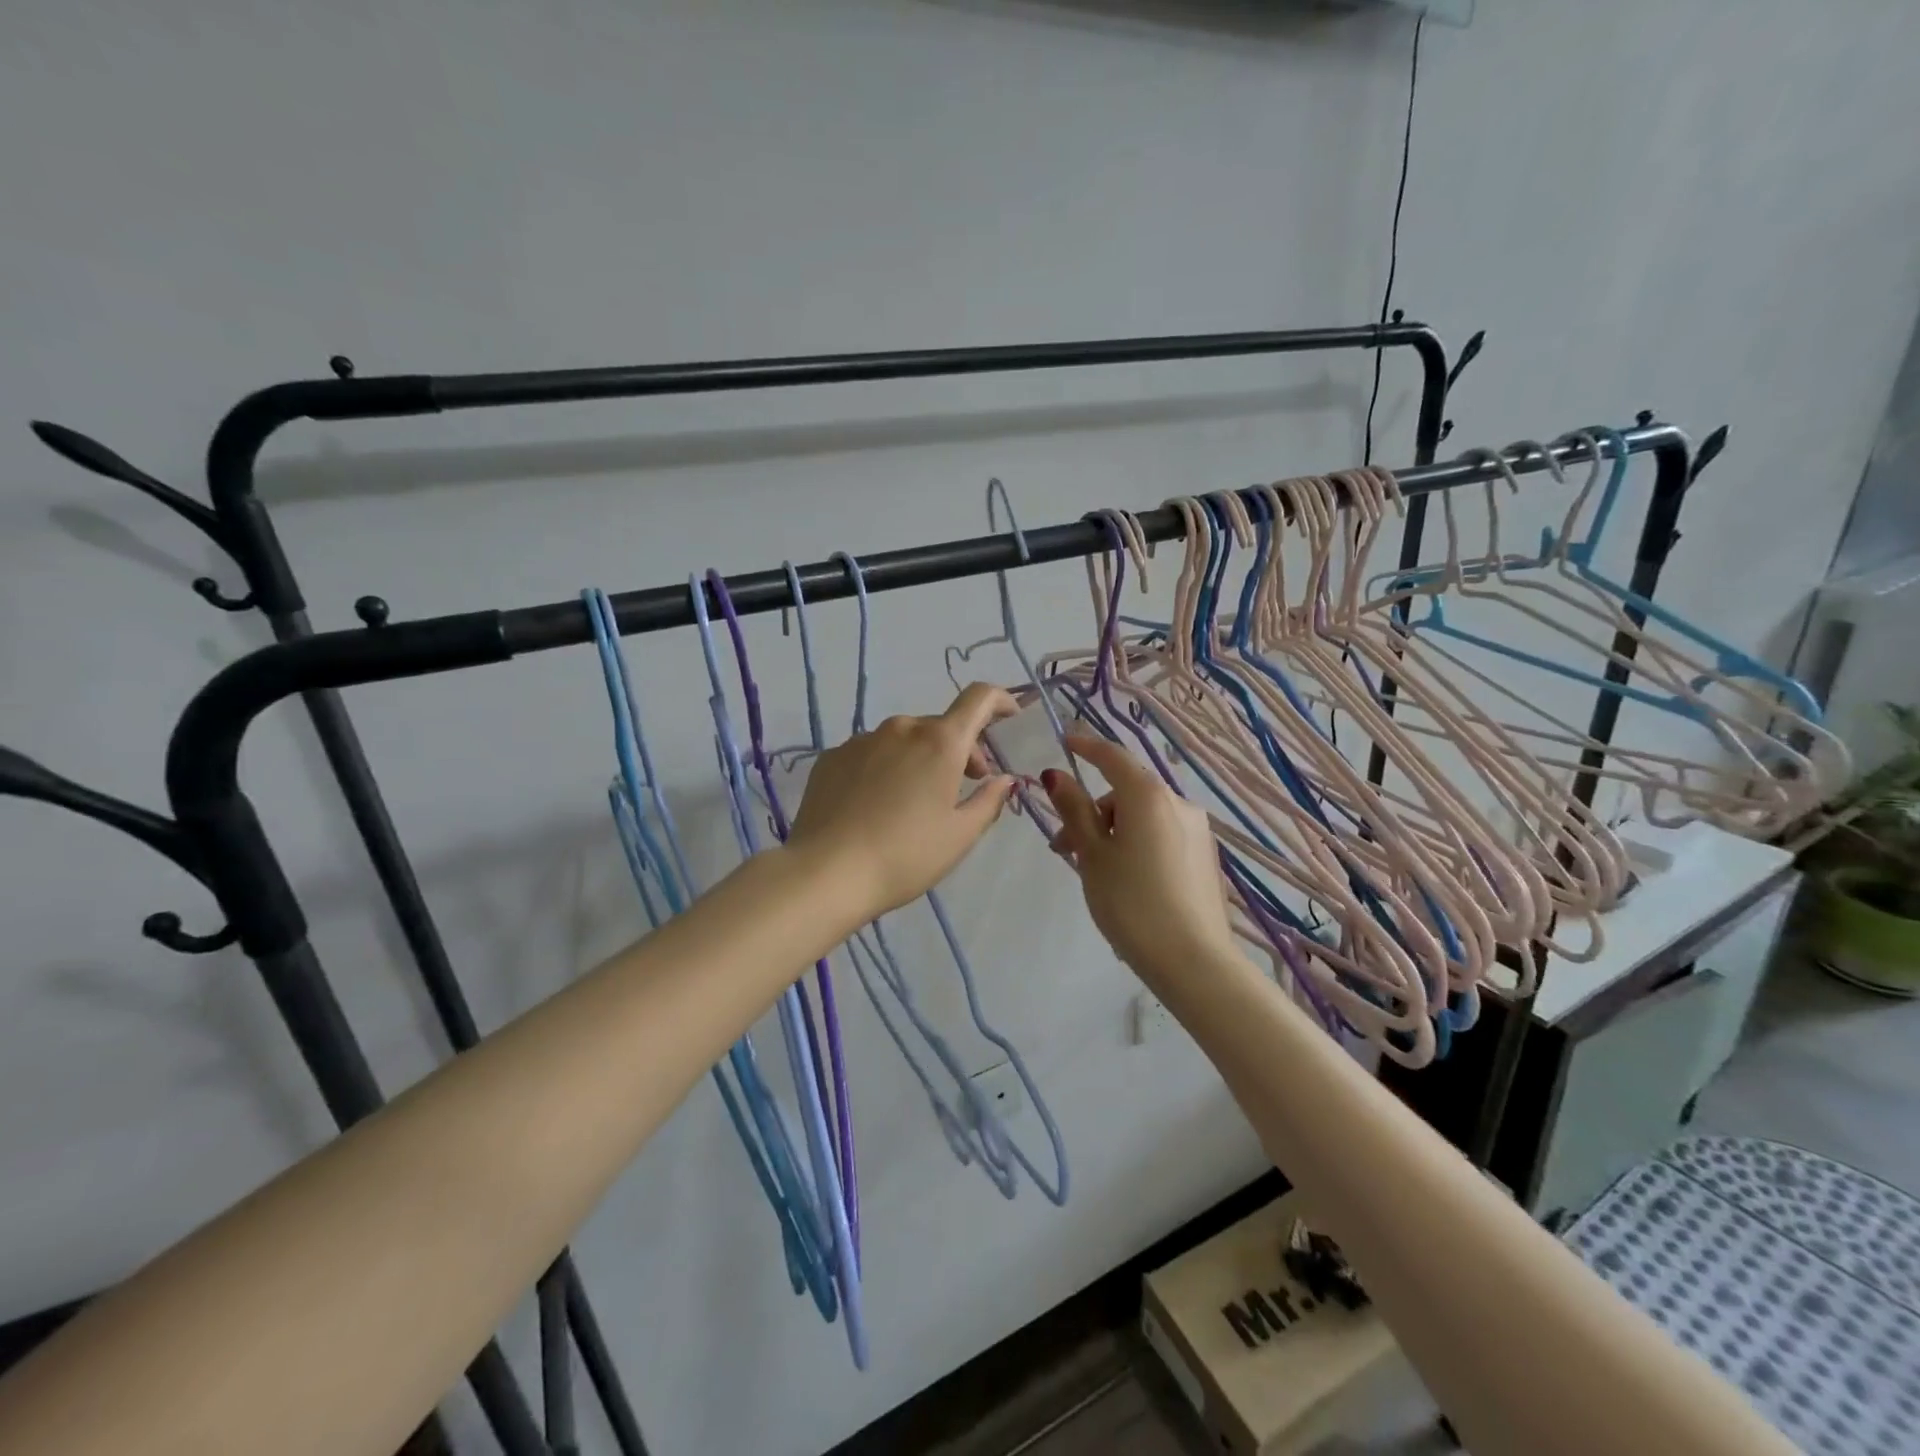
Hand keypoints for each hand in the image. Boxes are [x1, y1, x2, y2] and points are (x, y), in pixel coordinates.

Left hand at [789, 683, 1018, 920]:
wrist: (825, 873)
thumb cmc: (905, 855)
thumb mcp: (960, 835)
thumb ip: (989, 801)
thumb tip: (1003, 779)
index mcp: (940, 742)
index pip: (978, 698)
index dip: (1000, 700)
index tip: (1009, 718)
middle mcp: (901, 729)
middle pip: (941, 726)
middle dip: (960, 750)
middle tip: (963, 787)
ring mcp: (861, 740)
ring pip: (903, 739)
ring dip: (920, 758)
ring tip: (914, 802)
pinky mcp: (831, 757)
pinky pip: (871, 753)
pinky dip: (885, 767)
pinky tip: (876, 805)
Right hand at [1042, 733, 1234, 980]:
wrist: (1193, 961)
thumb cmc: (1131, 903)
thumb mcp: (1092, 855)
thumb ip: (1074, 810)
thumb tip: (1056, 775)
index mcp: (1148, 796)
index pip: (1113, 757)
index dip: (1086, 746)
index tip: (1065, 741)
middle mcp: (1178, 803)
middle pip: (1126, 793)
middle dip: (1092, 814)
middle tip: (1065, 852)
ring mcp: (1197, 830)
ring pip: (1144, 817)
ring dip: (1114, 832)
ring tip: (1094, 874)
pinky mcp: (1205, 856)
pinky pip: (1162, 835)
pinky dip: (1138, 844)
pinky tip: (1127, 882)